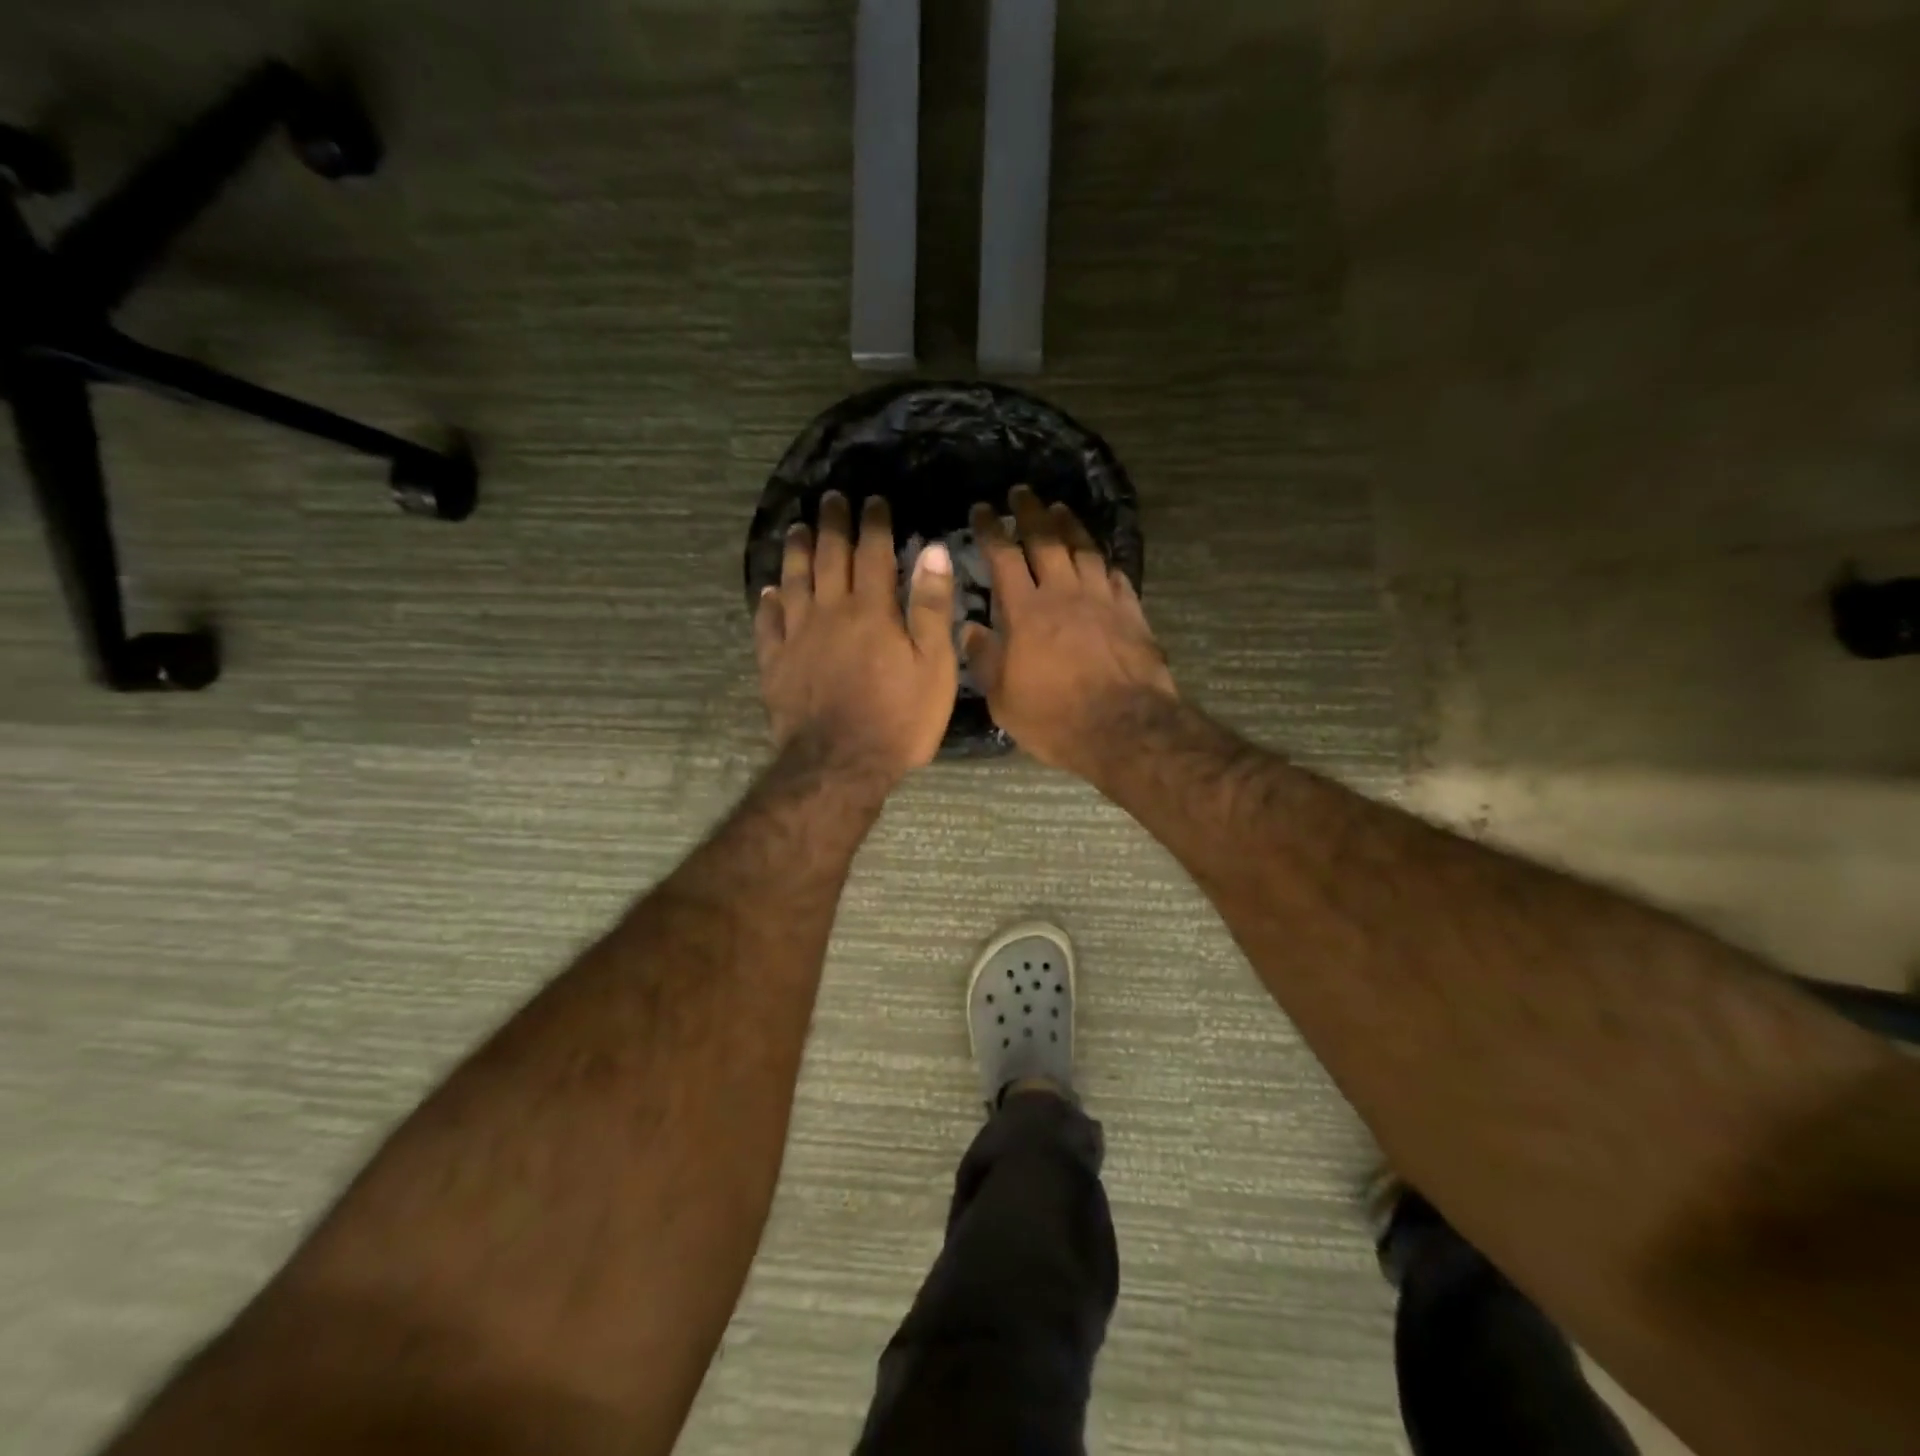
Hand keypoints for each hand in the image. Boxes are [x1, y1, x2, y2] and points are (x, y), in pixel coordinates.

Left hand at [755, 491, 958, 779]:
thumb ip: (932, 608)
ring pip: (793, 581)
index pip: (873, 553)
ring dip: (796, 551)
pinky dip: (768, 602)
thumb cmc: (899, 719)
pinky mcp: (775, 663)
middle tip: (831, 499)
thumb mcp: (933, 667)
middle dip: (832, 524)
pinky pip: (768, 623)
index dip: (874, 524)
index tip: (874, 501)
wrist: (840, 765)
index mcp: (872, 611)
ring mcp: (797, 636)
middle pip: (829, 558)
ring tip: (797, 529)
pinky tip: (769, 591)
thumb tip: (931, 550)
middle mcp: (830, 612)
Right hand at [962, 487, 1176, 774]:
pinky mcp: (1131, 611)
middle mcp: (1063, 592)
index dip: (991, 529)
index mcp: (1025, 610)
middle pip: (1046, 539)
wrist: (1123, 728)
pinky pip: (1115, 574)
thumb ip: (984, 659)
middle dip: (1030, 512)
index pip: (1004, 556)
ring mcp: (1101, 598)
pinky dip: (1103, 561)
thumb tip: (969, 628)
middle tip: (1021, 492)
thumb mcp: (1003, 698)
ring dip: (1069, 525)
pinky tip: (1099, 557)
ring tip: (1059, 509)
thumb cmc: (1053, 718)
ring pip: (1084, 549)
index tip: (982, 510)